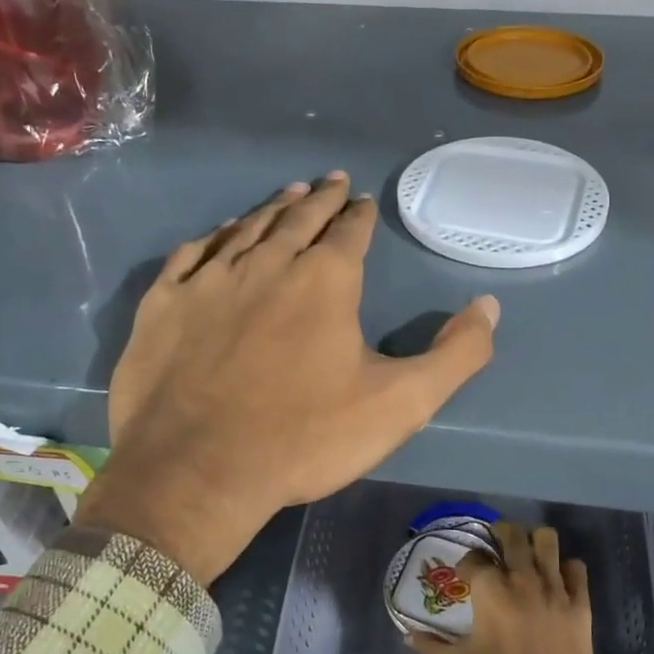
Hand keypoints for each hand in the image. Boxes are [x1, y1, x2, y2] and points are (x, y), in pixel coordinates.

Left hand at [75, 173, 500, 584]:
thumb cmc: (305, 438)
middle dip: (319, 199)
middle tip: (330, 181)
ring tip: (288, 194)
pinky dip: (213, 237)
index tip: (362, 199)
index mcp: (324, 281)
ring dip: (272, 209)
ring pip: (247, 229)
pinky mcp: (164, 304)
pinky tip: (221, 233)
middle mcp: (267, 264)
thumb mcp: (401, 403)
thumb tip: (489, 306)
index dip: (359, 214)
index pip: (349, 232)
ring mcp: (209, 281)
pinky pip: (192, 255)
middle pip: (298, 219)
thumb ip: (455, 354)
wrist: (197, 472)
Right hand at [407, 522, 606, 653]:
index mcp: (491, 591)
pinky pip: (576, 566)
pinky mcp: (579, 600)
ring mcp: (554, 586)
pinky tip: (558, 576)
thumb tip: (406, 636)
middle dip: (501, 533)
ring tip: (529, 551)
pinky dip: (566, 567)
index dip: (468, 563)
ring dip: (535, 541)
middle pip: (512, 534)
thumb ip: (432, 646)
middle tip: (498, 543)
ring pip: (547, 540)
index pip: (474, 558)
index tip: (467, 574)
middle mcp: (522, 578)